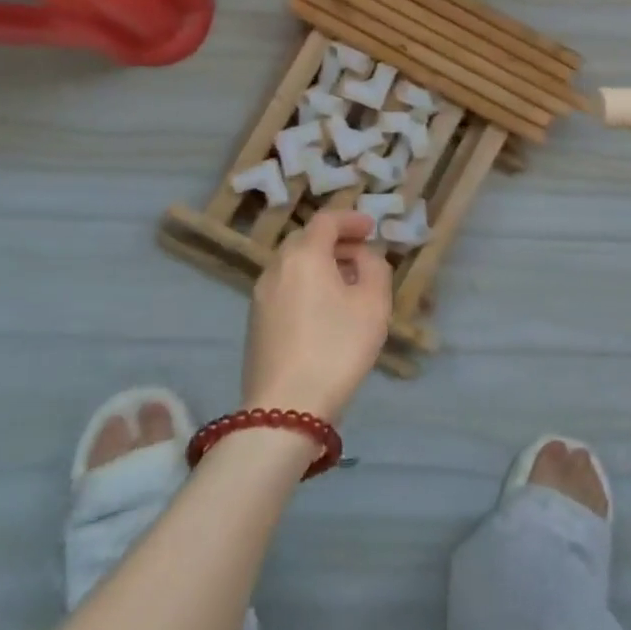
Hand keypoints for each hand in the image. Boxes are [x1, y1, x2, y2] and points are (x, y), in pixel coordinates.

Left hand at [243, 211, 392, 421]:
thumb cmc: (336, 348)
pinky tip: (324, 309)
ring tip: (346, 283)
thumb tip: (362, 256)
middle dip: (335, 240)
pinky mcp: (256, 322)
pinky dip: (306, 283)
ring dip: (320, 263)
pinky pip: (285, 286)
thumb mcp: (374, 304)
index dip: (351, 219)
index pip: (326, 220)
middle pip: (306, 239)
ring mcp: (261, 296)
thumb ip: (374, 268)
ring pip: (293, 264)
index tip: (371, 229)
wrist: (285, 409)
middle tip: (361, 254)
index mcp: (304, 255)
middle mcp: (277, 267)